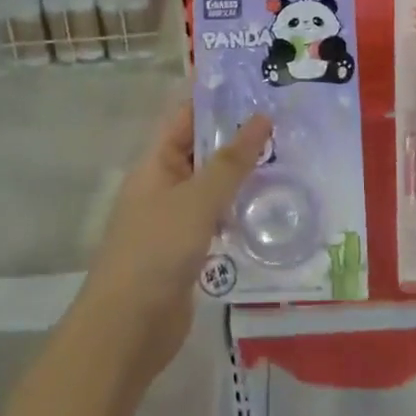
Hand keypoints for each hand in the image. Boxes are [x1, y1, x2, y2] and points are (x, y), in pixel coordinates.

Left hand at [77, 101, 270, 386]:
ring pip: (212, 185)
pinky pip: (216, 218)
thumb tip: (262, 117)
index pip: (185, 117)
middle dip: (237, 135)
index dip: (216, 99)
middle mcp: (163, 185)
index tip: (256, 84)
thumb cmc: (156, 252)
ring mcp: (174, 220)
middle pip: (201, 150)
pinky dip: (239, 209)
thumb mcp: (197, 200)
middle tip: (286, 119)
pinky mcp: (187, 251)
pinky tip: (271, 207)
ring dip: (242, 174)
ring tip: (288, 155)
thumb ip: (231, 162)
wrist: (127, 331)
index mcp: (155, 164)